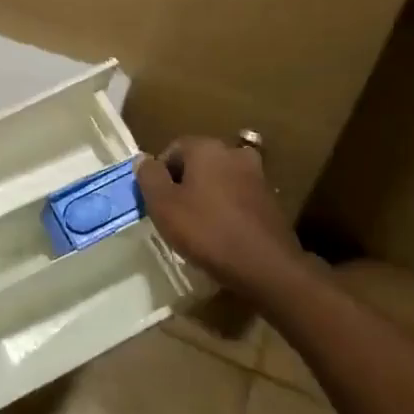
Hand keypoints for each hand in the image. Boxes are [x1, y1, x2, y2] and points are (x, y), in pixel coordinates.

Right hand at [136, 137, 300, 294]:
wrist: (266, 265)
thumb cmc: (207, 231)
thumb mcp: (164, 205)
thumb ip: (149, 177)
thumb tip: (143, 159)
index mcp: (206, 147)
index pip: (172, 149)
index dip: (159, 175)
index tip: (155, 202)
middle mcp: (233, 152)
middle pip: (197, 162)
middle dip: (183, 184)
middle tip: (173, 214)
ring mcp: (256, 174)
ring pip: (219, 179)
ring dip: (206, 195)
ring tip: (197, 226)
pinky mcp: (270, 198)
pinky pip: (237, 196)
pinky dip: (226, 208)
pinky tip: (221, 233)